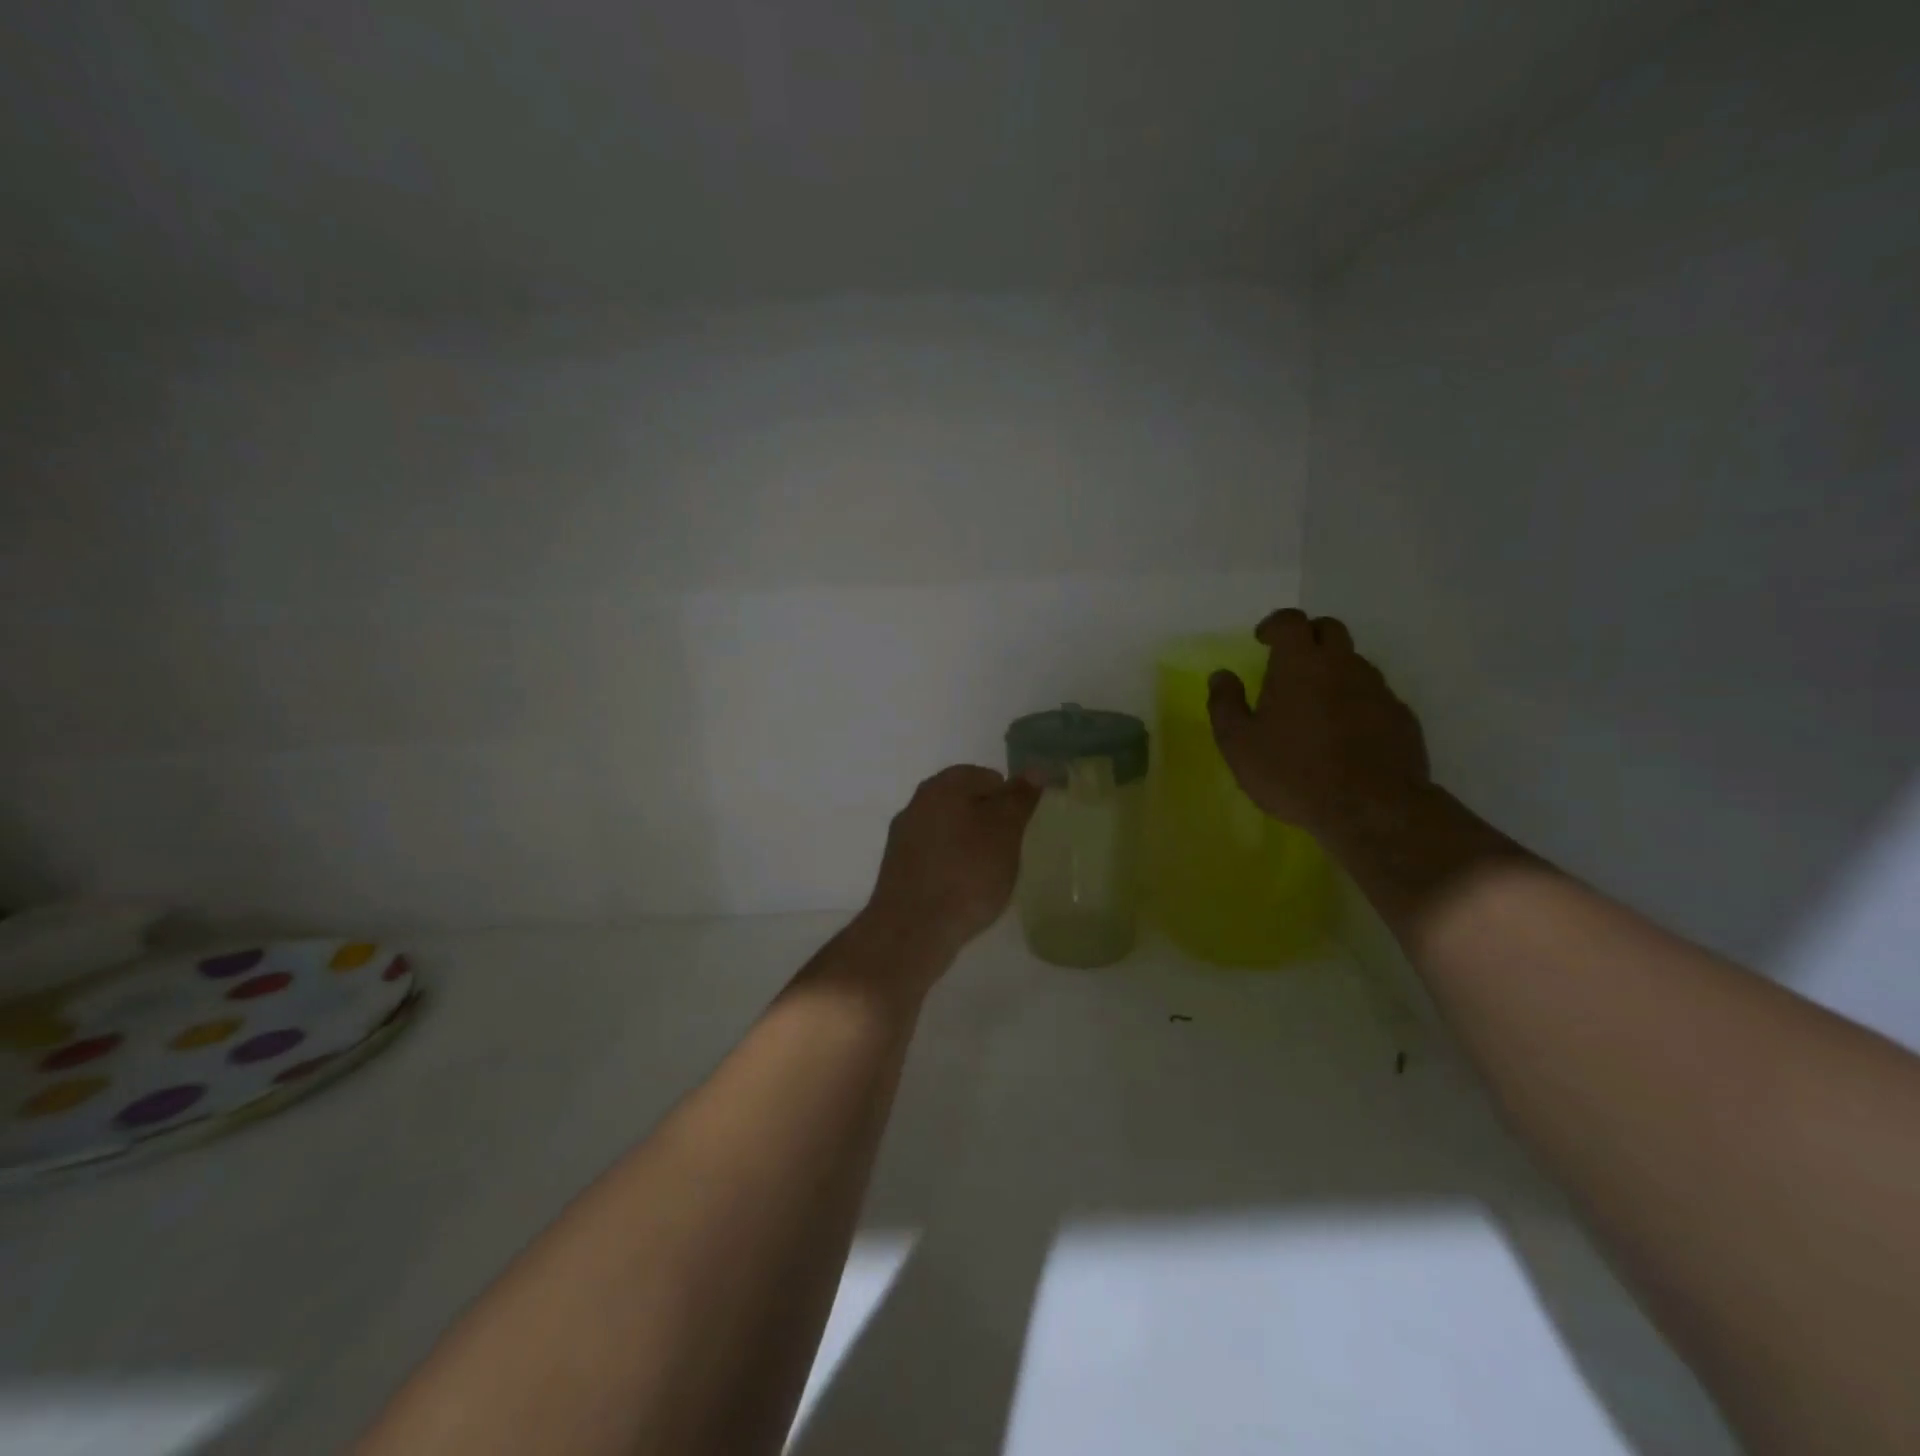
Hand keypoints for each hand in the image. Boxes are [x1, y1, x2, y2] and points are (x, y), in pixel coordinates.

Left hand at [863, 765, 1040, 962]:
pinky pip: (934, 855)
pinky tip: (963, 890)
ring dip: (969, 844)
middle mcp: (918, 802)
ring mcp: (903, 835)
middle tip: (1009, 852)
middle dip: (989, 822)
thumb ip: (1020, 797)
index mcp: (944, 785)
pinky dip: (951, 865)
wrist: (913, 929)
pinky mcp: (897, 867)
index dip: (1010, 801)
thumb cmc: (967, 873)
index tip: (1021, 831)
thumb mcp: (1006, 831)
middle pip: (965, 801)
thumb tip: (1034, 768)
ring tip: (988, 875)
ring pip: (949, 829)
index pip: (988, 777)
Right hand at [1207, 609, 1430, 842]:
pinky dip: (1356, 701)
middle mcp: (1342, 665)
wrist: (1372, 809)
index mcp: (1300, 664)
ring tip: (1315, 703)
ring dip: (1333, 670)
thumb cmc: (1293, 772)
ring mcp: (1377, 689)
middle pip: (1329, 629)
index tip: (1262, 640)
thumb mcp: (1239, 744)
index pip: (1290, 621)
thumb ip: (1225, 704)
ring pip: (1354, 663)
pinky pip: (1374, 695)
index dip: (1274, 625)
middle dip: (1308, 636)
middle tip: (1289, 661)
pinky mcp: (1401, 717)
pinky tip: (1345, 732)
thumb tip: (1222, 676)